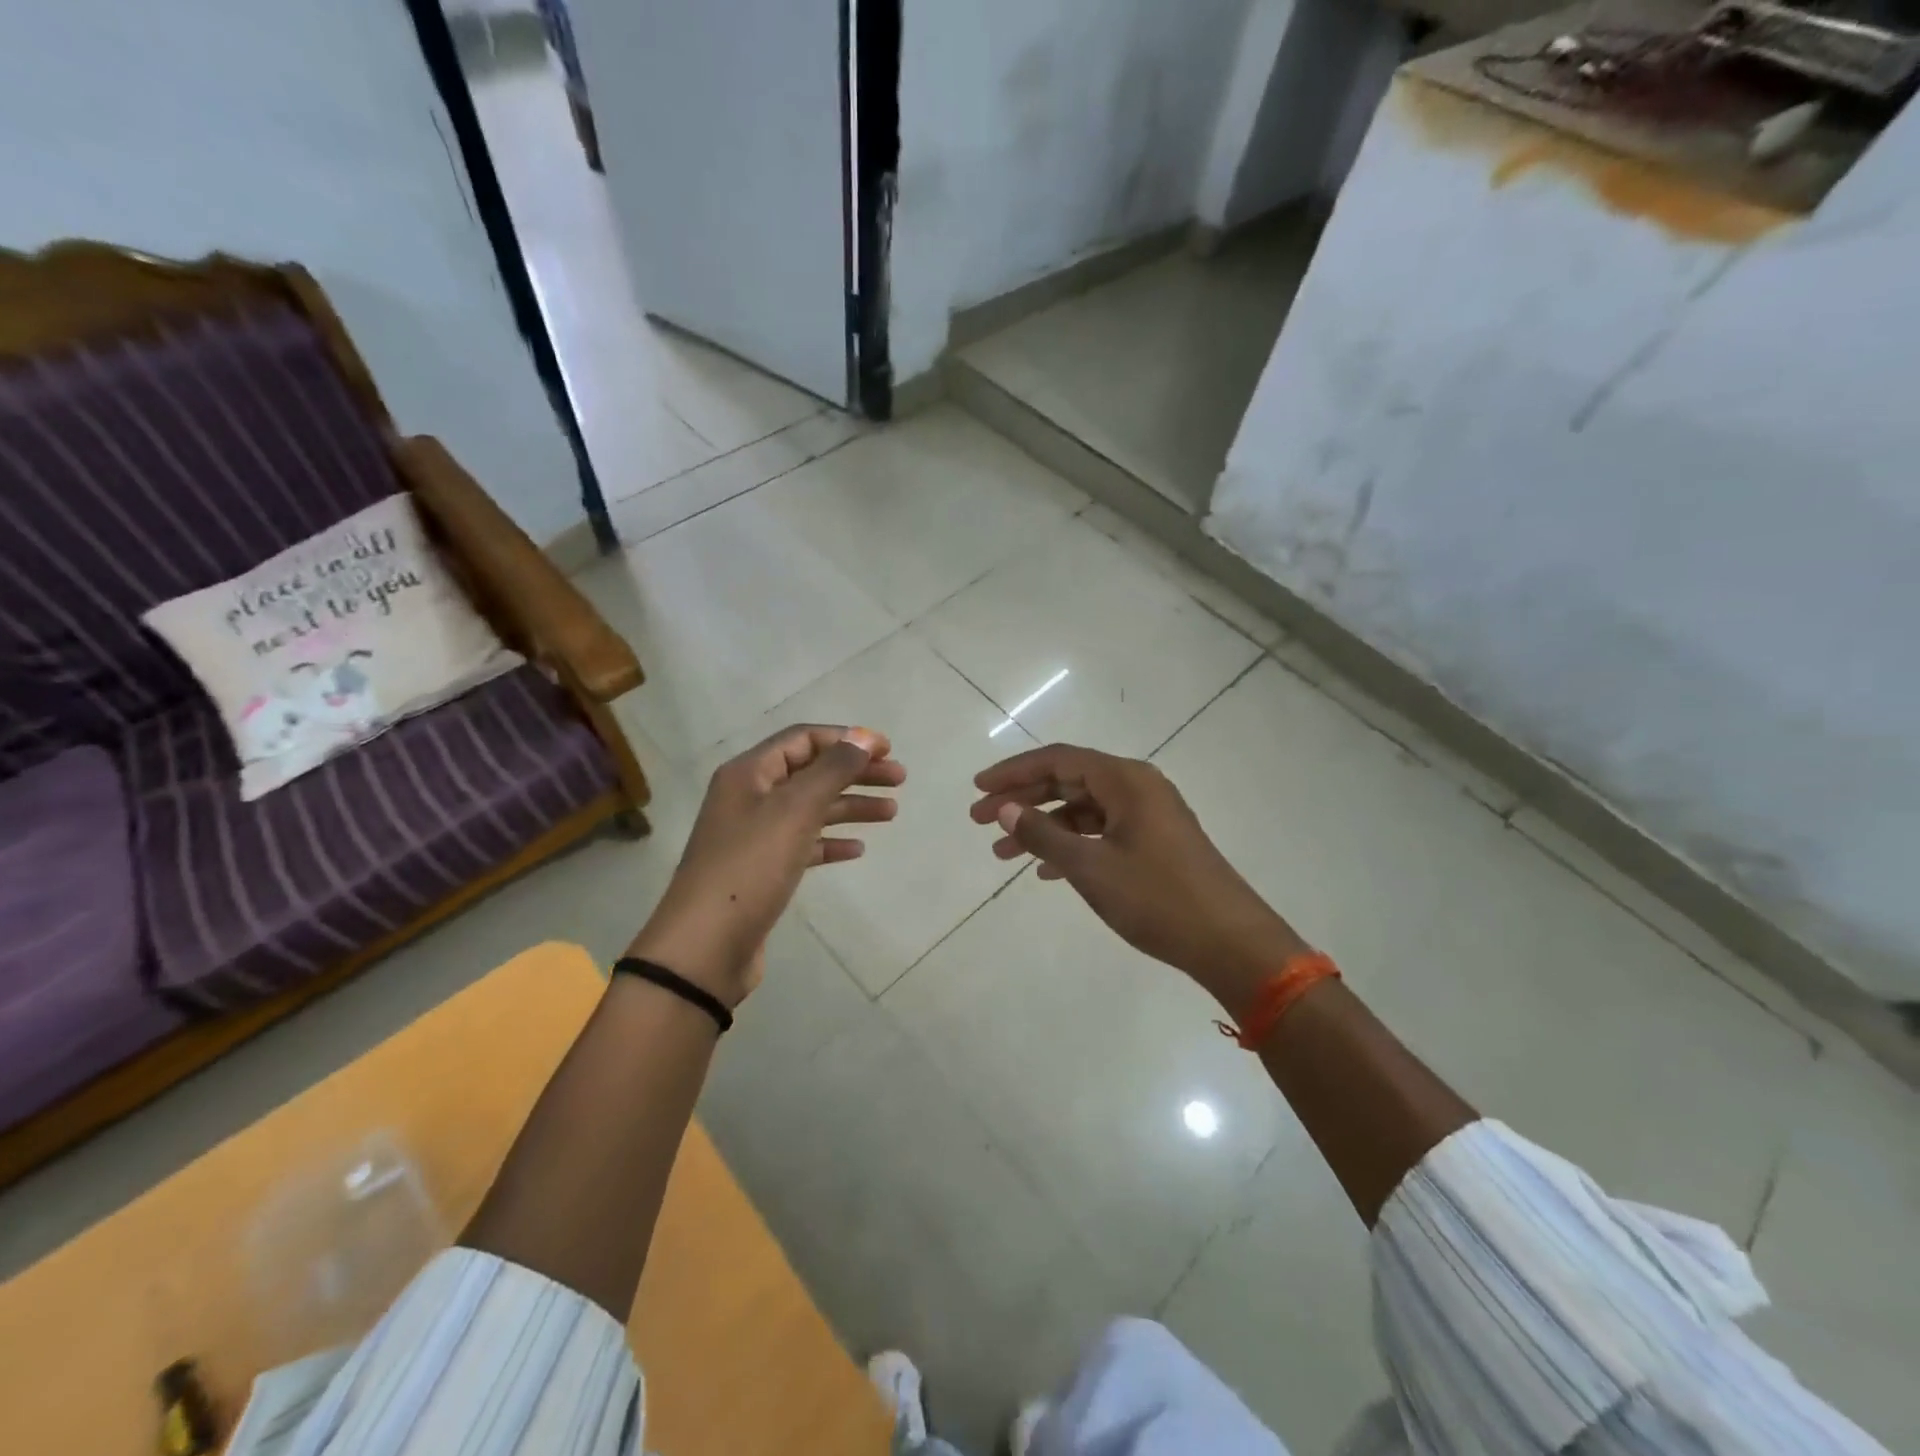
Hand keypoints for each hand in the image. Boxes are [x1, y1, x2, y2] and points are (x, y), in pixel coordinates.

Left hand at [630, 725, 903, 1006]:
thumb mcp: (795, 810)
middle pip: (811, 772)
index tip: (888, 750)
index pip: (803, 739)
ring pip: (811, 809)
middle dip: (856, 772)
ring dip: (850, 806)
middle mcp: (750, 797)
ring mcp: (755, 835)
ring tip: (891, 813)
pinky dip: (831, 842)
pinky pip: (804, 844)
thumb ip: (833, 769)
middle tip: (899, 780)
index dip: (847, 738)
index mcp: (750, 773)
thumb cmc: (750, 867)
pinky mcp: (762, 870)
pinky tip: (857, 850)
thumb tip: (865, 736)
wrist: (705, 947)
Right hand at [971, 743, 1306, 1017]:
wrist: (1231, 943)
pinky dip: (1071, 844)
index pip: (1057, 760)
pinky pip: (1102, 831)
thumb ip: (1043, 834)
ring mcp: (1149, 816)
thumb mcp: (1091, 867)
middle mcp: (1138, 788)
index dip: (1013, 772)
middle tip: (978, 820)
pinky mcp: (1156, 842)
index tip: (977, 789)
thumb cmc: (1157, 899)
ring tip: (1002, 854)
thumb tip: (1004, 809)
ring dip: (1043, 827)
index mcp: (1125, 780)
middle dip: (1022, 800)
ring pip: (1083, 809)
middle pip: (1068, 781)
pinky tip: (1046, 870)